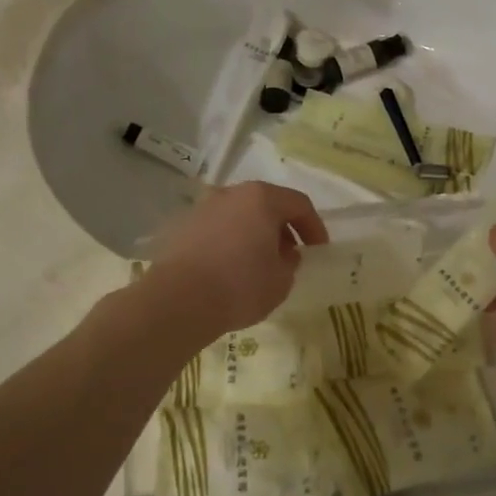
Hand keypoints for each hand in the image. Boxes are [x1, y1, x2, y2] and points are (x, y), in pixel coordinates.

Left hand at [143, 182, 328, 335]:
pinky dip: (230, 242)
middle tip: (290, 254)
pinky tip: (230, 268)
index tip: (318, 250)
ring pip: (240, 215)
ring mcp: (204, 208)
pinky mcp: (183, 227)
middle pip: (266, 204)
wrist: (177, 301)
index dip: (314, 226)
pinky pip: (218, 229)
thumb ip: (290, 262)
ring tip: (259, 263)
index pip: (299, 204)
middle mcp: (232, 194)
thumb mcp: (281, 280)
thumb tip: (284, 253)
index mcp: (262, 199)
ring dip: (255, 234)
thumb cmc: (240, 286)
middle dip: (283, 228)